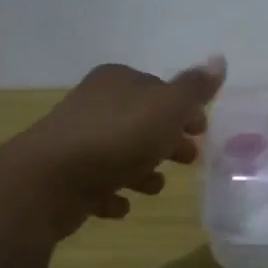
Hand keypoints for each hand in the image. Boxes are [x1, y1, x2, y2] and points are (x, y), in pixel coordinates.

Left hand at [0, 58, 226, 237]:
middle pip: (140, 121)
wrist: (48, 180)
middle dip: (166, 140)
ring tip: (156, 188)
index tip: (202, 130)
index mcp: (118, 81)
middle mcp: (94, 103)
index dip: (184, 109)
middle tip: (190, 159)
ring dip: (140, 168)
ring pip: (118, 152)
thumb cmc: (117, 138)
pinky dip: (111, 192)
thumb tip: (219, 60)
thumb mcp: (167, 108)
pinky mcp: (63, 175)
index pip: (158, 89)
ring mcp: (75, 139)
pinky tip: (121, 206)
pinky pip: (95, 182)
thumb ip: (194, 88)